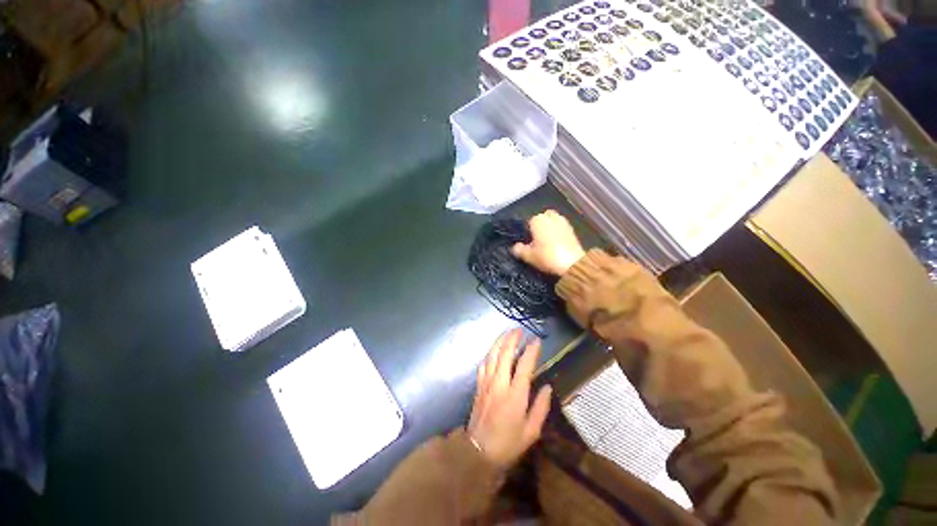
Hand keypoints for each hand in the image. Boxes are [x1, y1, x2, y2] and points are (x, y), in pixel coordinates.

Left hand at [468, 329, 552, 468]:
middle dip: (512, 339)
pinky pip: (483, 364)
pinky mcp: (479, 386)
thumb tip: (547, 387)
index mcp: (515, 394)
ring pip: (492, 355)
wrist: (478, 452)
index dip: (531, 350)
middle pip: (505, 354)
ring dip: (500, 342)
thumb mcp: (531, 431)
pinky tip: (493, 351)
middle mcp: (499, 383)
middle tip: (519, 330)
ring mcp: (486, 383)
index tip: (536, 340)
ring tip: (507, 333)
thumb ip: (541, 407)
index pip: (524, 365)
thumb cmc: (508, 443)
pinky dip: (490, 354)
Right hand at [511, 210, 585, 275]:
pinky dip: (558, 235)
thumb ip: (519, 250)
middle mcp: (551, 217)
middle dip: (539, 228)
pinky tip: (556, 246)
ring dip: (549, 230)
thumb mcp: (528, 256)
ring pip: (552, 224)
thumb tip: (515, 247)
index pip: (528, 223)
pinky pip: (561, 230)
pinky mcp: (573, 230)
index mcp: (538, 219)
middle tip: (536, 242)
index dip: (527, 233)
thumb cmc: (547, 257)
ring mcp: (564, 222)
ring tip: (546, 245)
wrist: (573, 264)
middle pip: (542, 220)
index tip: (527, 244)